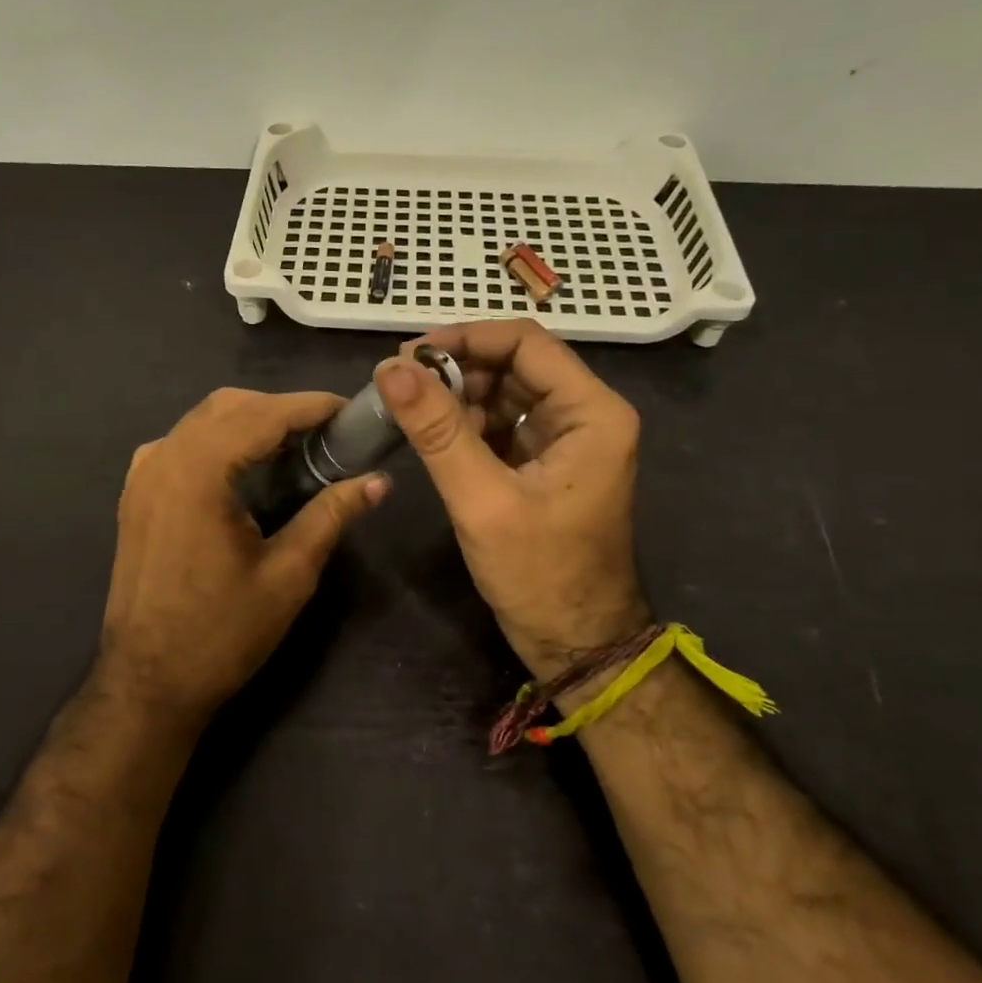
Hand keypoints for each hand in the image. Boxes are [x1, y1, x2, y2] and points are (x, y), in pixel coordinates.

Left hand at [98, 388, 388, 717]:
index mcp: (198, 471)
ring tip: (295, 446)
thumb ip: (331, 515)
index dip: (311, 405)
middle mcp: (163, 458)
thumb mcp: (289, 574)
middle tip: (328, 433)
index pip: (263, 414)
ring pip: (202, 420)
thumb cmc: (221, 633)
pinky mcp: (135, 494)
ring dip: (249, 420)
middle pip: (229, 406)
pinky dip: (218, 440)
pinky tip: (244, 467)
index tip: (351, 409)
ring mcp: (142, 474)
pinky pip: (180, 444)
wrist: (147, 682)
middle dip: (281, 409)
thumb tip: (379, 481)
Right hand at [374, 320, 650, 681]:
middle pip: (516, 364)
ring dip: (460, 398)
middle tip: (400, 385)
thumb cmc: (539, 574)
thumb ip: (437, 431)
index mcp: (591, 413)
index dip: (465, 339)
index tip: (409, 355)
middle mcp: (586, 415)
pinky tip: (436, 440)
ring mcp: (567, 439)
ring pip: (506, 392)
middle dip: (458, 370)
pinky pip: (504, 424)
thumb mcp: (482, 500)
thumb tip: (390, 368)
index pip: (525, 344)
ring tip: (412, 415)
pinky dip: (468, 426)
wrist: (576, 643)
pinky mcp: (547, 463)